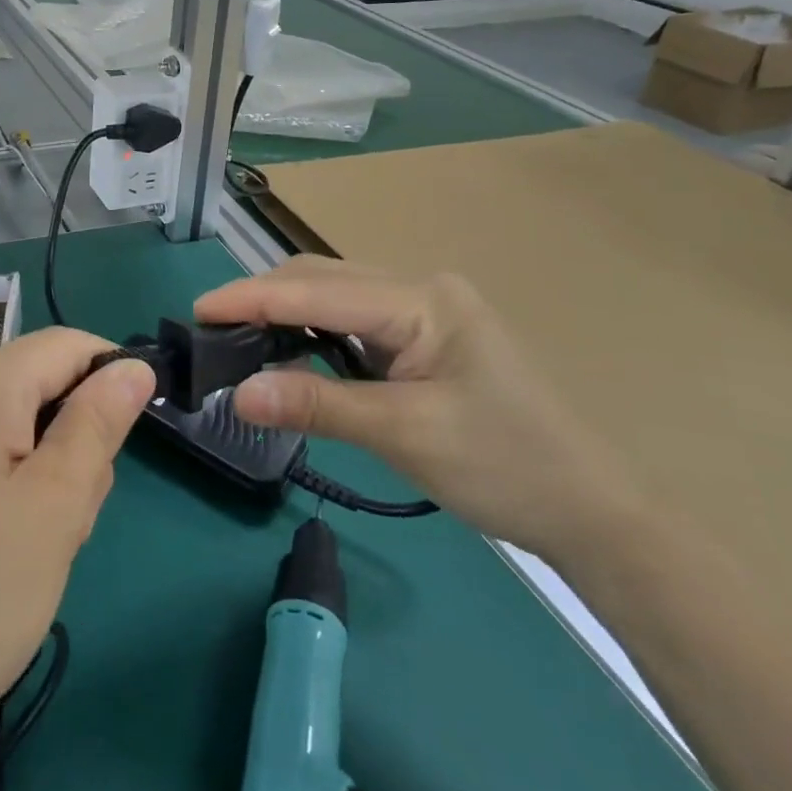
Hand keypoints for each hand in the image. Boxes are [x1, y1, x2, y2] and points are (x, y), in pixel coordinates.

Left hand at [0, 328, 153, 751]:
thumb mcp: (57, 504)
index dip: (111, 382)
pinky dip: (1, 479)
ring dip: (39, 468)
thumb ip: (99, 422)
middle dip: (70, 439)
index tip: (125, 447)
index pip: (68, 346)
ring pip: (10, 420)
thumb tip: (134, 366)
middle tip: (67, 520)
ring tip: (30, 544)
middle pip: (37, 384)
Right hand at [196, 257, 641, 561]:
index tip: (198, 311)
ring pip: (336, 294)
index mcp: (423, 298)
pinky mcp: (425, 336)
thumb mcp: (405, 436)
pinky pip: (354, 319)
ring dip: (286, 310)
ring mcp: (426, 310)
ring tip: (237, 335)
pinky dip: (313, 329)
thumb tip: (238, 394)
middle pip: (324, 278)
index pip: (318, 289)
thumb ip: (317, 405)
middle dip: (264, 297)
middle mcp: (421, 288)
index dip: (253, 297)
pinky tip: (289, 346)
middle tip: (210, 329)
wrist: (593, 512)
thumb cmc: (506, 467)